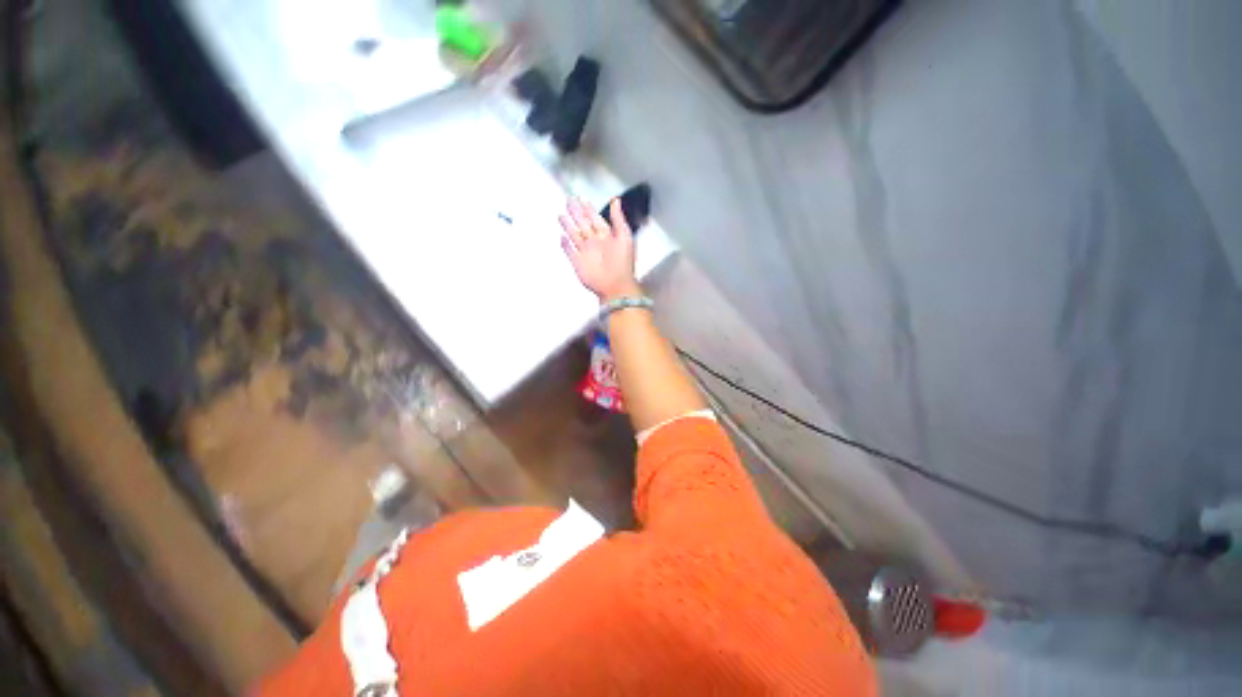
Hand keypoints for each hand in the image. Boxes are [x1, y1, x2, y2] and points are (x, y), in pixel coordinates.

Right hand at [559, 197, 638, 300]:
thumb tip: (616, 200)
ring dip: (568, 226)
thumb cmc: (623, 263)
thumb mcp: (624, 237)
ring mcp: (586, 253)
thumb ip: (618, 219)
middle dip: (576, 213)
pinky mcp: (578, 263)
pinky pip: (570, 252)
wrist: (616, 286)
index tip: (582, 199)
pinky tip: (562, 237)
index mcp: (607, 236)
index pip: (595, 219)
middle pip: (583, 224)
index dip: (589, 209)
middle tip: (569, 200)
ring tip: (561, 216)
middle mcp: (595, 243)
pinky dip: (565, 245)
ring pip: (575, 236)